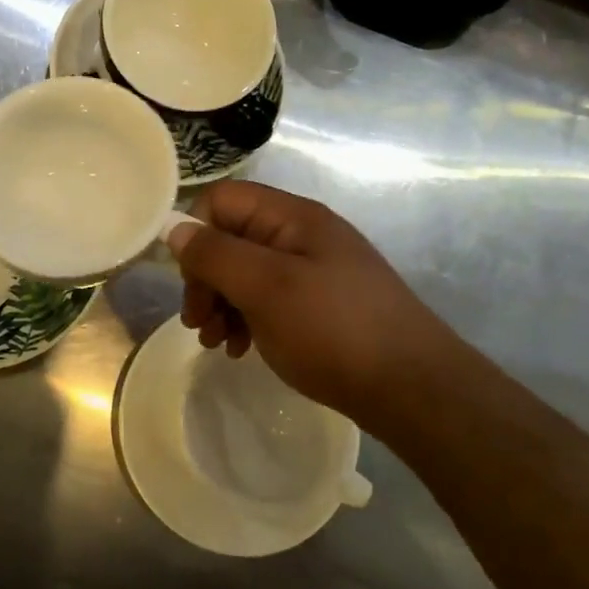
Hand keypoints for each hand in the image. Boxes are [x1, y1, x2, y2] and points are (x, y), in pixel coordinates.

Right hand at [168, 181, 463, 420]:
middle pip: (230, 238)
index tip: (189, 281)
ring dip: (221, 303)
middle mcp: (301, 235)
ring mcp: (313, 270)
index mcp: (292, 217)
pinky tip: (242, 348)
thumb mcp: (266, 288)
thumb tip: (175, 228)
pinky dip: (246, 319)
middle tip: (198, 323)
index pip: (222, 200)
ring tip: (216, 342)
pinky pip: (267, 299)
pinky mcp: (320, 304)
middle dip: (205, 278)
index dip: (196, 233)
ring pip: (245, 272)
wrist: (413, 388)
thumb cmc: (334, 330)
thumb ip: (215, 254)